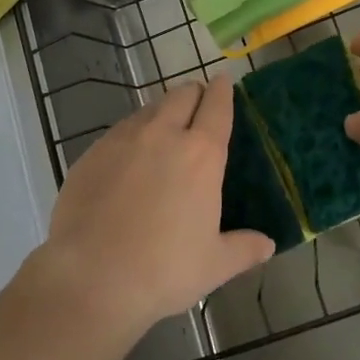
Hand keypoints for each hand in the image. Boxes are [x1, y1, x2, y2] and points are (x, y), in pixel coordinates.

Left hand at [34, 76, 274, 339]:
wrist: (91, 277)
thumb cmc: (163, 271)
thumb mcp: (213, 265)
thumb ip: (244, 249)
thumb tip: (268, 244)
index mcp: (201, 154)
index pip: (216, 107)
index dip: (222, 90)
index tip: (223, 81)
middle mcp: (163, 134)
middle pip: (182, 95)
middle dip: (194, 95)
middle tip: (198, 107)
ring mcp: (123, 139)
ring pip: (149, 109)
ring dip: (162, 113)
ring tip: (164, 133)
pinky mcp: (92, 152)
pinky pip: (119, 131)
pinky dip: (132, 135)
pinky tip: (129, 159)